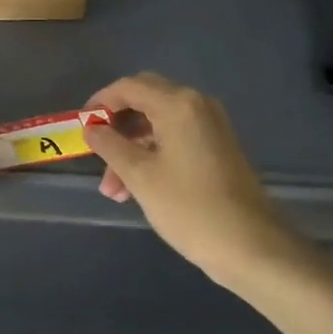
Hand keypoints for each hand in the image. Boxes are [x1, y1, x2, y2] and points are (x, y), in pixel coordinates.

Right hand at [83, 72, 295, 288]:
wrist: (251, 246)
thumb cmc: (189, 207)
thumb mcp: (140, 176)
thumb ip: (110, 145)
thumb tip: (91, 128)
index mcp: (178, 104)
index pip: (129, 86)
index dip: (100, 102)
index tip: (81, 125)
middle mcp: (196, 105)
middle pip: (145, 99)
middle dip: (117, 124)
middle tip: (96, 149)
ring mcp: (210, 126)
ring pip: (158, 123)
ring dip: (132, 147)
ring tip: (112, 189)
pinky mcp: (217, 147)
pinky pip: (175, 138)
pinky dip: (152, 154)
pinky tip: (136, 188)